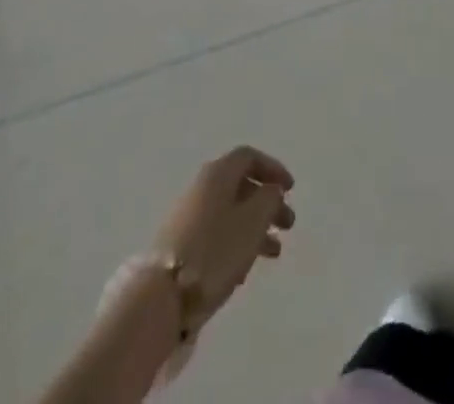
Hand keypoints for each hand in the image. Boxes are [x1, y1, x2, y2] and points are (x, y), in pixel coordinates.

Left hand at [153, 147, 295, 325]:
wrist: (162, 296)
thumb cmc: (215, 250)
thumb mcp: (253, 220)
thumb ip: (269, 198)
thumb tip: (271, 190)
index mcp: (218, 173)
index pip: (249, 157)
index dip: (273, 169)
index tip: (290, 189)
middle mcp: (201, 187)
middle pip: (241, 186)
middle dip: (267, 203)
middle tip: (288, 225)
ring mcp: (188, 216)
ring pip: (230, 212)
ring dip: (255, 227)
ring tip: (274, 253)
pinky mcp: (180, 245)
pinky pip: (216, 233)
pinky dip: (236, 242)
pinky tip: (244, 268)